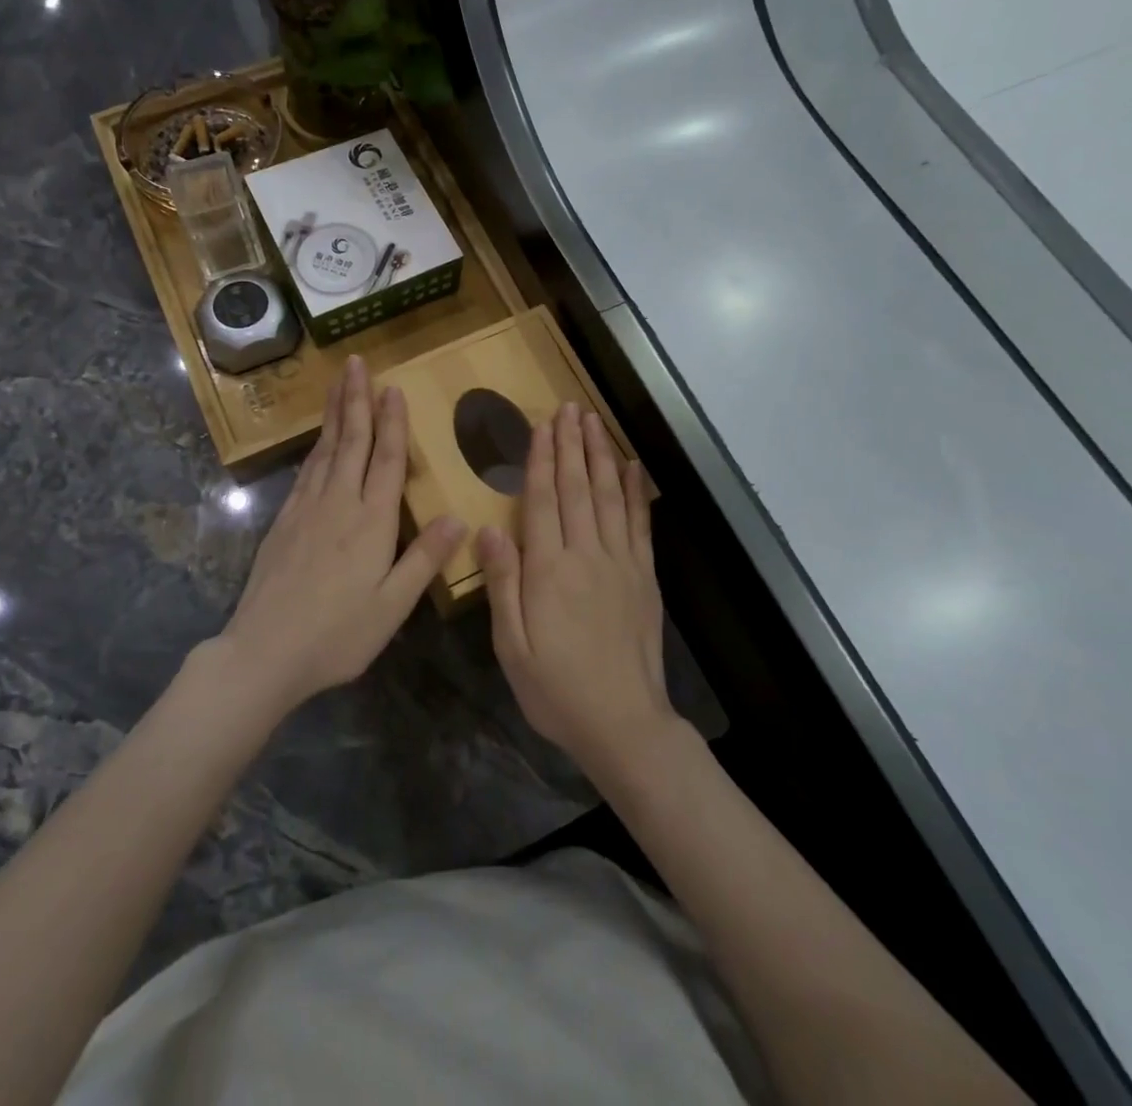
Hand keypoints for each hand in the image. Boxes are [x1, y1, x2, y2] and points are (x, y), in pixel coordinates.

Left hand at [215, 355, 465, 719]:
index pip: (386, 460)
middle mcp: (338, 504)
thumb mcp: (392, 606)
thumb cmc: (338, 635)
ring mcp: (306, 510)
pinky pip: (306, 472)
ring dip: (334, 414)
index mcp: (371, 522)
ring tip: (339, 384)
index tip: (392, 388)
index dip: (392, 422)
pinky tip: (319, 440)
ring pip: (325, 450)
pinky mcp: (284, 521)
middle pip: (351, 442)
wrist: (264, 651)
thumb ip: (424, 559)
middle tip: (356, 363)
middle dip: (356, 400)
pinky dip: (316, 447)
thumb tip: (459, 517)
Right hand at [480, 403, 676, 779]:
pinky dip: (635, 492)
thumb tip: (487, 528)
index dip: (542, 459)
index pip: (543, 501)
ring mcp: (621, 563)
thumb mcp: (511, 645)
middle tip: (568, 407)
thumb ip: (502, 583)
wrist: (623, 723)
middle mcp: (587, 556)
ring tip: (593, 422)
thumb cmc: (556, 689)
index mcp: (549, 571)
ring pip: (609, 497)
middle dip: (571, 444)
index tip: (542, 425)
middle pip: (578, 488)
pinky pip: (640, 524)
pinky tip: (631, 466)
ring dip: (600, 455)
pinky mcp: (644, 577)